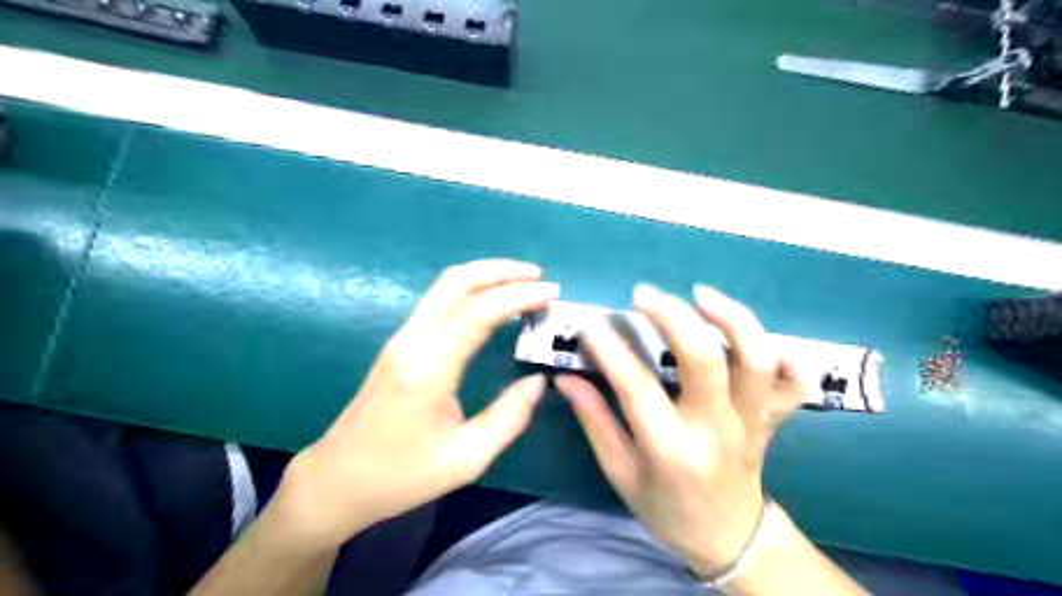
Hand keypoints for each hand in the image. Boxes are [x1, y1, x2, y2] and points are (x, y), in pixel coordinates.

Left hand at [271, 258, 556, 552]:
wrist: (337, 480)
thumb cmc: (401, 476)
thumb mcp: (466, 459)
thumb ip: (509, 417)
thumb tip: (538, 381)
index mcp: (428, 368)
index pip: (478, 311)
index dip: (518, 295)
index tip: (552, 293)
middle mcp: (412, 341)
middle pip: (457, 281)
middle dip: (502, 271)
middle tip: (539, 278)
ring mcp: (401, 338)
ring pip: (445, 286)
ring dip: (486, 277)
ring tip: (523, 284)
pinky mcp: (399, 343)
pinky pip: (439, 301)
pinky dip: (472, 291)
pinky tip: (493, 303)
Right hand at [556, 284, 805, 577]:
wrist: (729, 539)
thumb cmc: (667, 509)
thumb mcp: (621, 474)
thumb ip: (596, 421)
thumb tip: (566, 379)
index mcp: (671, 450)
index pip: (637, 388)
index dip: (611, 351)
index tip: (592, 325)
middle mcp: (716, 430)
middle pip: (704, 360)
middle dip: (673, 316)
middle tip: (644, 294)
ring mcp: (751, 421)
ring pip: (756, 360)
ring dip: (732, 319)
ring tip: (701, 294)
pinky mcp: (771, 418)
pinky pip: (794, 382)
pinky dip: (785, 352)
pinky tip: (752, 332)